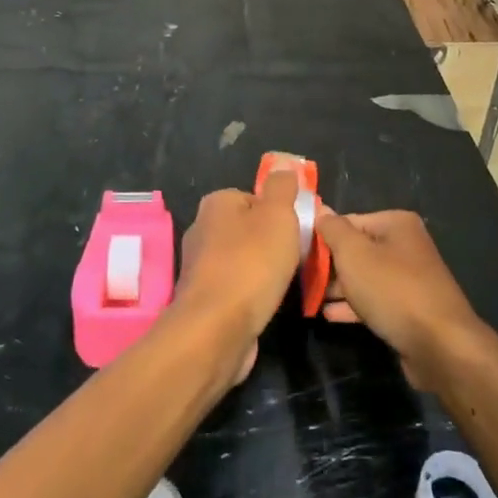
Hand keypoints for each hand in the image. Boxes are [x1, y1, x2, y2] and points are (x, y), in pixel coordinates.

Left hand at [173, 173, 303, 384]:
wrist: (217, 328)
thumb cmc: (252, 263)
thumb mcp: (278, 214)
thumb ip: (282, 187)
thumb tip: (284, 168)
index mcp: (216, 203)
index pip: (255, 198)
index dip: (280, 213)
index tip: (298, 231)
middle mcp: (202, 229)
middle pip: (249, 229)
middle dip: (272, 243)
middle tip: (295, 258)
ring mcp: (200, 266)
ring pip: (243, 259)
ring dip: (263, 270)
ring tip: (283, 284)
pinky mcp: (204, 298)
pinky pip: (237, 287)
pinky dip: (252, 293)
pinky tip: (266, 304)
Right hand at [313, 210, 487, 386]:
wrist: (440, 346)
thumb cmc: (392, 289)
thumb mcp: (354, 253)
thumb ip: (333, 230)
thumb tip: (320, 211)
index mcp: (396, 224)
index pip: (348, 221)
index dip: (322, 236)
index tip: (299, 254)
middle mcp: (405, 246)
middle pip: (357, 249)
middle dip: (330, 265)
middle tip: (302, 278)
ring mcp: (409, 279)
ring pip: (364, 277)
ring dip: (338, 287)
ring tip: (310, 298)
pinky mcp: (409, 309)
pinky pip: (374, 301)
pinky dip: (353, 305)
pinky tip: (329, 315)